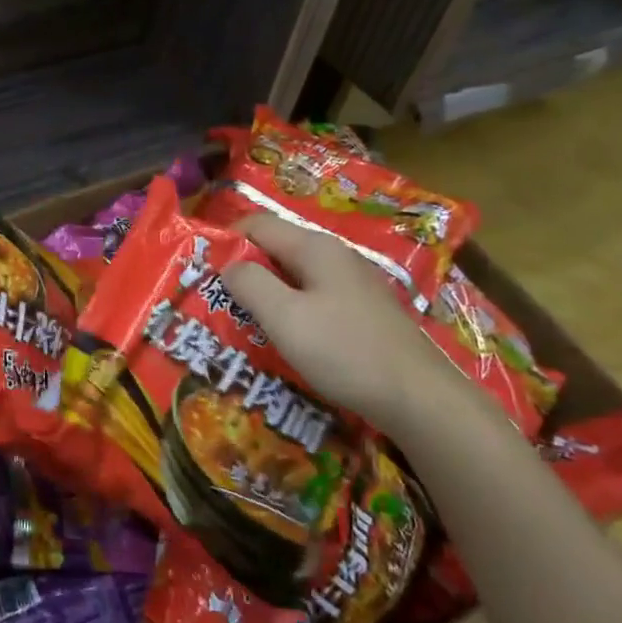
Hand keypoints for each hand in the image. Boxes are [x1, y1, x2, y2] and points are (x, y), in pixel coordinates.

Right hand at [221, 213, 463, 439]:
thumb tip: (228, 264)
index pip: (257, 224)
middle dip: (244, 270)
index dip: (226, 241)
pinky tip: (285, 338)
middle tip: (218, 302)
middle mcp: (335, 256)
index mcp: (315, 248)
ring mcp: (352, 283)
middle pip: (276, 248)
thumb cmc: (345, 351)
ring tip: (244, 322)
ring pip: (294, 275)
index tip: (201, 272)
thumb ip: (249, 284)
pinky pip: (313, 297)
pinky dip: (291, 310)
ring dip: (266, 293)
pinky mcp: (362, 311)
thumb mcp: (285, 317)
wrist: (419, 398)